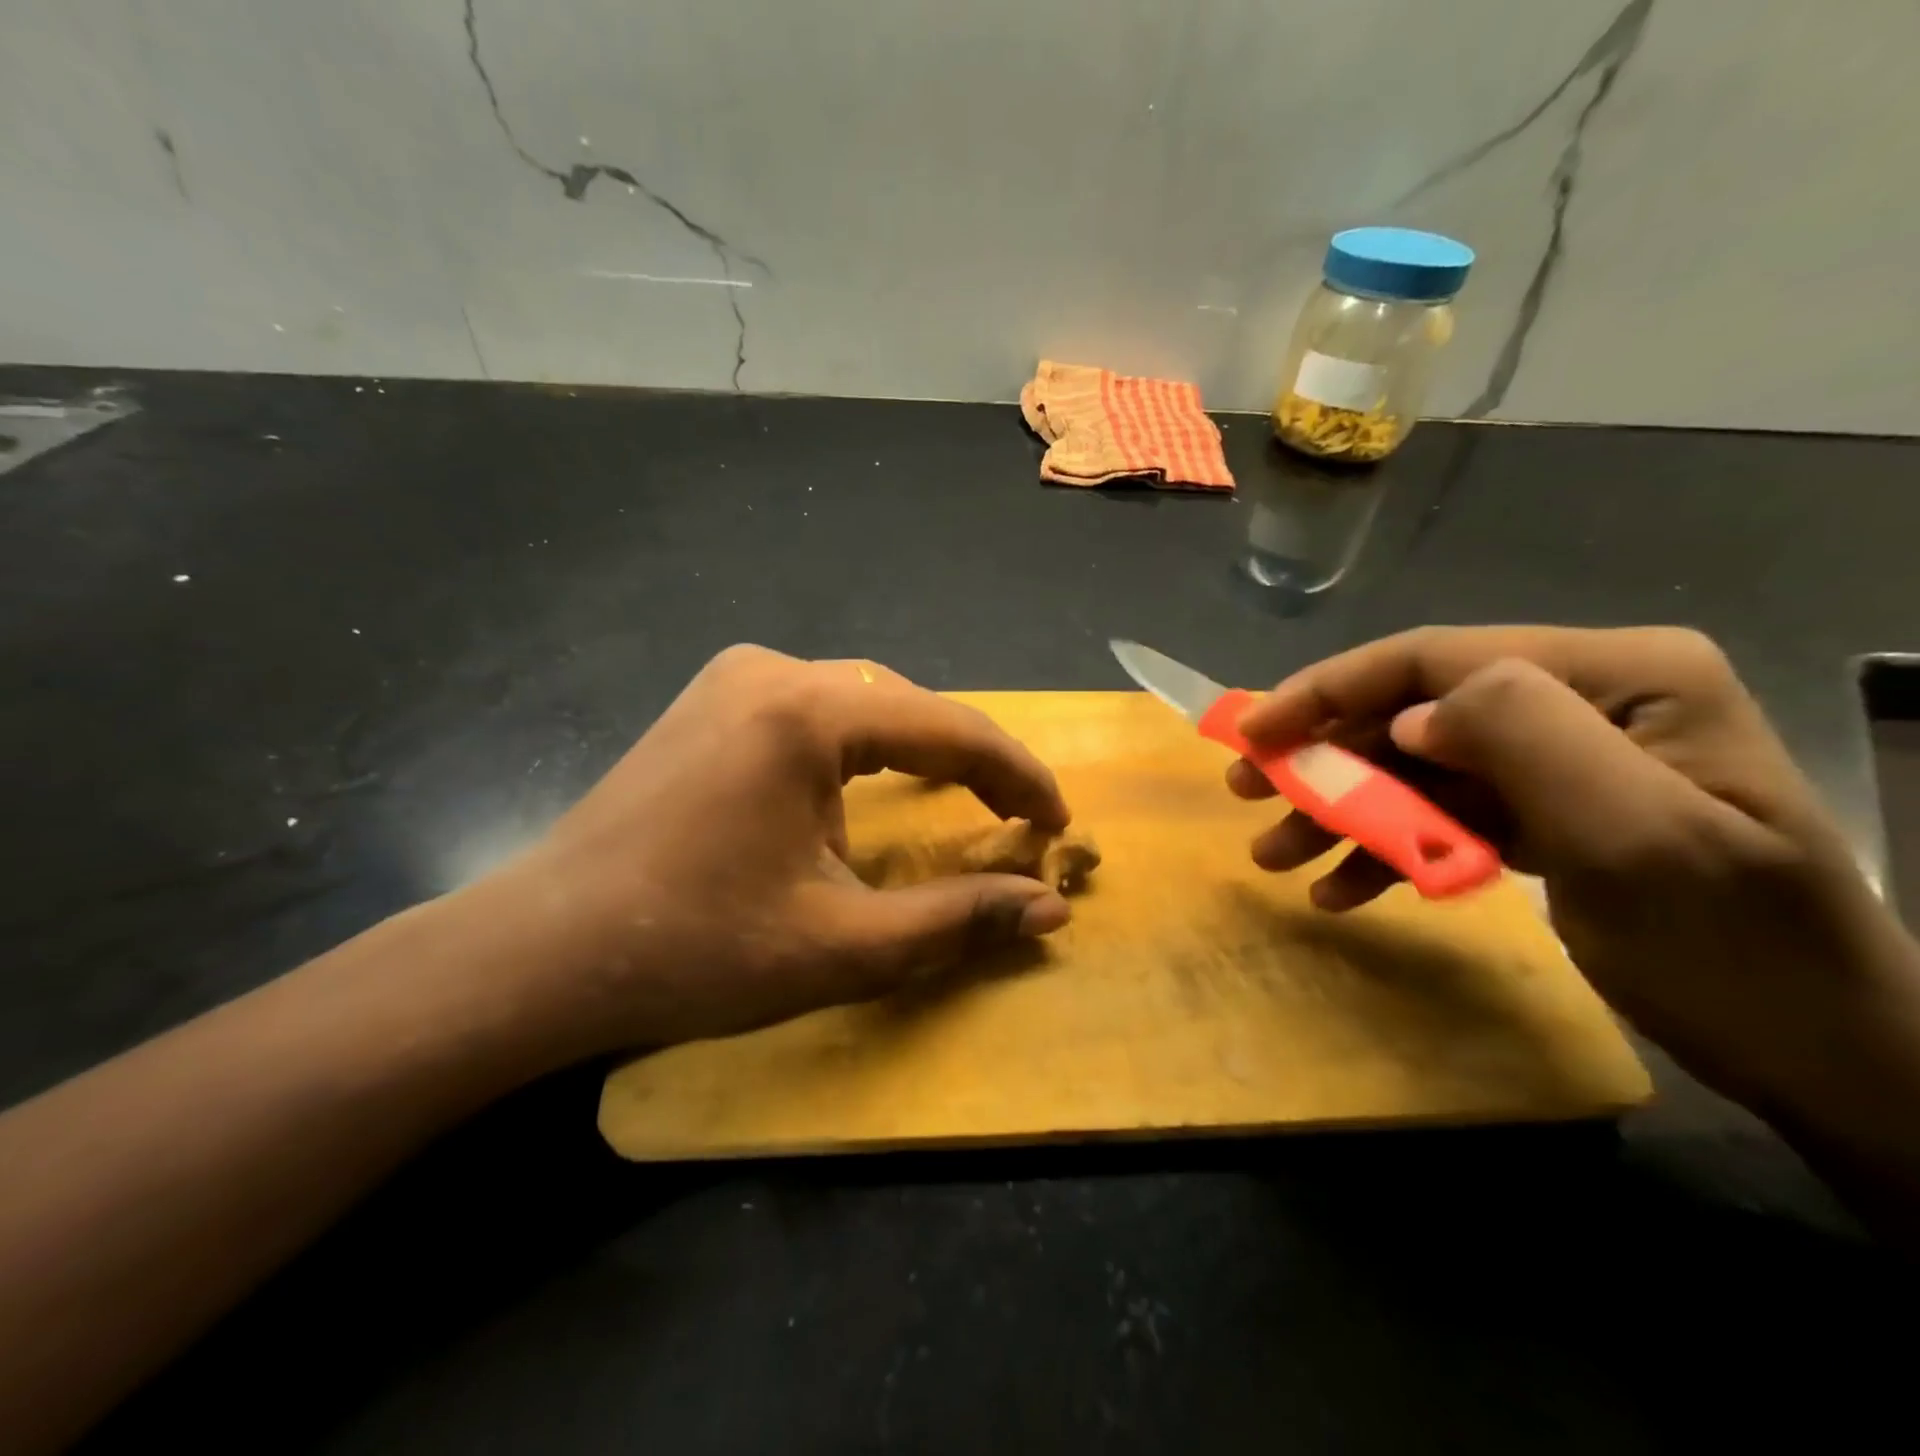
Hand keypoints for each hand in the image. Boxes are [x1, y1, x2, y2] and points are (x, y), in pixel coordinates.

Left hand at [484, 645, 1073, 1056]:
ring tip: (963, 798)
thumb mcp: (842, 945)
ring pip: (863, 701)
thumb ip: (957, 919)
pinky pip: (816, 708)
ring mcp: (732, 678)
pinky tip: (873, 781)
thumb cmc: (692, 951)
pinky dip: (865, 745)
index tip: (1059, 823)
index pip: (948, 728)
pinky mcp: (709, 702)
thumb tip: (1052, 908)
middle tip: (1017, 818)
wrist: (542, 953)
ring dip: (919, 747)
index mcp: (805, 712)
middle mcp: (771, 670)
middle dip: (971, 759)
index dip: (1017, 776)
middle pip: (906, 705)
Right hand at [1229, 626, 1919, 1119]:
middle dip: (1324, 756)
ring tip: (1275, 856)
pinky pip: (1442, 816)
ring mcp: (1560, 759)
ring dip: (1341, 811)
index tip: (1252, 733)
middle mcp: (1583, 699)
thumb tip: (1407, 719)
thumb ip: (1522, 738)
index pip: (1436, 658)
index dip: (1329, 689)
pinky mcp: (1543, 813)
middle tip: (1245, 793)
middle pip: (1413, 713)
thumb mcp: (1637, 835)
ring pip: (1416, 769)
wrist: (1827, 1058)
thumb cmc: (1738, 947)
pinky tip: (1342, 890)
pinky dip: (1385, 850)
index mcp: (1616, 674)